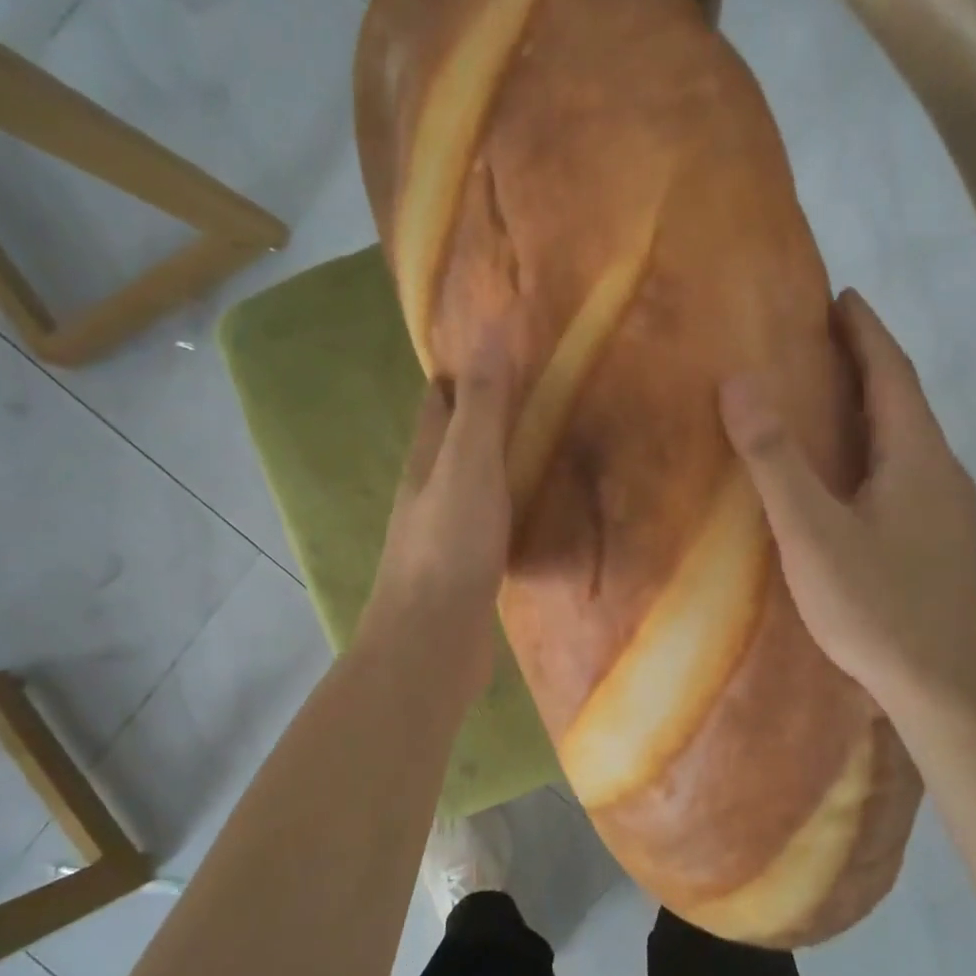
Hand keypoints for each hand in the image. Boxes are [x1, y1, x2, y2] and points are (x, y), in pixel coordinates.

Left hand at [359, 343, 514, 703]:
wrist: (432, 642)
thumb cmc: (448, 548)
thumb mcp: (467, 466)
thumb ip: (481, 407)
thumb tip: (489, 333)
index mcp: (425, 462)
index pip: (437, 403)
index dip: (461, 373)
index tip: (500, 348)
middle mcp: (430, 494)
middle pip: (456, 443)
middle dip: (487, 417)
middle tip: (541, 395)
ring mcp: (448, 535)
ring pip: (476, 486)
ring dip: (503, 465)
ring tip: (550, 446)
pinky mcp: (469, 571)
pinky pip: (494, 527)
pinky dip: (514, 510)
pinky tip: (541, 514)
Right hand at [720, 289, 975, 711]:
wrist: (942, 685)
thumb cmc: (875, 605)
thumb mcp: (812, 533)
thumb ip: (775, 460)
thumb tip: (740, 382)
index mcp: (916, 456)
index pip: (892, 374)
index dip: (867, 332)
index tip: (843, 297)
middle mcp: (940, 472)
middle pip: (905, 401)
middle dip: (868, 363)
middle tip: (826, 339)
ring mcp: (946, 510)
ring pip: (907, 440)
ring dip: (874, 407)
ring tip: (832, 396)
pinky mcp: (939, 542)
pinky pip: (905, 472)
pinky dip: (877, 448)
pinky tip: (853, 474)